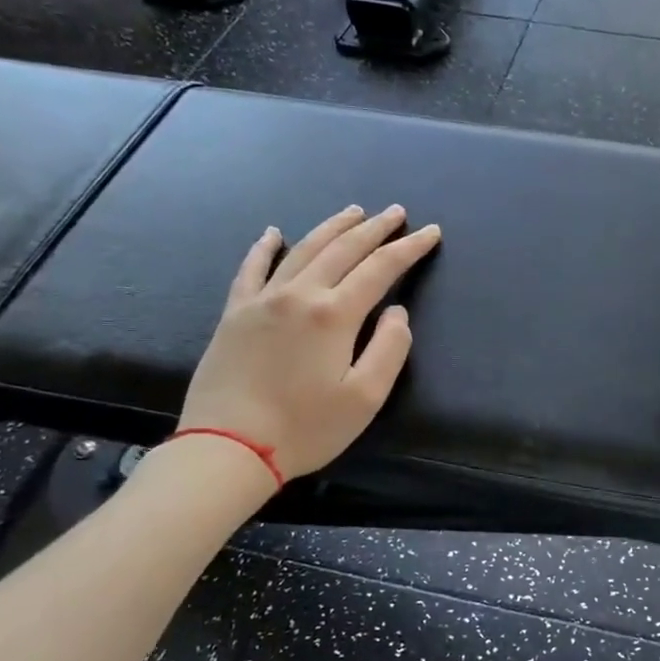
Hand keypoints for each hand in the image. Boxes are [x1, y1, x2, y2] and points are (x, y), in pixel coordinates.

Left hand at [179, 204, 440, 483]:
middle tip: (396, 212)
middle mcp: (299, 294)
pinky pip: (251, 268)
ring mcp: (262, 299)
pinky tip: (274, 233)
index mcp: (334, 314)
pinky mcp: (235, 313)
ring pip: (303, 249)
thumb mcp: (366, 398)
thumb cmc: (305, 428)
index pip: (381, 268)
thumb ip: (390, 348)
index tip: (431, 232)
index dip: (409, 248)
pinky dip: (265, 247)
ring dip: (332, 228)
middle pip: (343, 249)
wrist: (228, 448)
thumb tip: (396, 312)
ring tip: (354, 212)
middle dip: (375, 228)